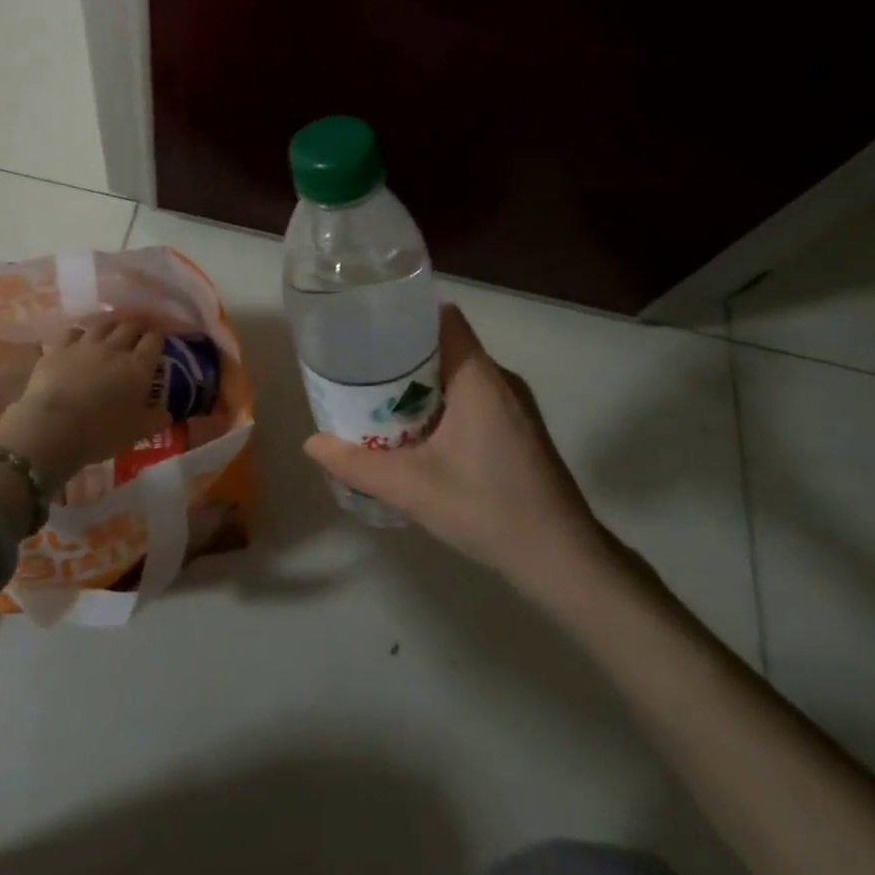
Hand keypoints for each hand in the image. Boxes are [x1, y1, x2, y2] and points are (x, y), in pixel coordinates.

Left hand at [0, 315, 168, 485]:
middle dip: (138, 325)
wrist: (53, 428)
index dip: (160, 336)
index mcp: (138, 366)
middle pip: (130, 325)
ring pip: (102, 323)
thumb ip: (156, 419)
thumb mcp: (137, 432)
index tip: (162, 338)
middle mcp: (114, 347)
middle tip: (141, 329)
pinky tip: (80, 337)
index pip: (154, 340)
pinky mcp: (58, 349)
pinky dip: (80, 332)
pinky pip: (73, 332)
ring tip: (114, 325)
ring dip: (112, 322)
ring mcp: (84, 345)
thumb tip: (167, 412)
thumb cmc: (101, 433)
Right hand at [304, 304, 617, 584]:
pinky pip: (475, 398)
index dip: (407, 315)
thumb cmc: (487, 507)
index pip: (444, 318)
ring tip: (380, 400)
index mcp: (478, 376)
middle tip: (362, 370)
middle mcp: (500, 380)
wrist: (563, 559)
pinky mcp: (521, 431)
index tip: (370, 327)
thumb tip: (311, 443)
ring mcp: (516, 406)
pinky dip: (444, 404)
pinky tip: (419, 435)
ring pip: (461, 375)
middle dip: (404, 355)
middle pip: (447, 346)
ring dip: (423, 383)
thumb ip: (358, 464)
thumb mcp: (411, 487)